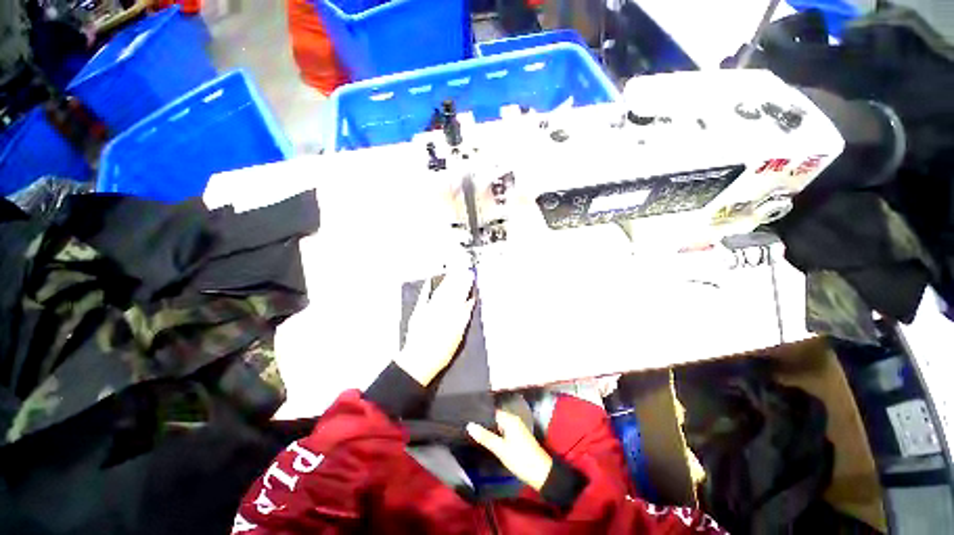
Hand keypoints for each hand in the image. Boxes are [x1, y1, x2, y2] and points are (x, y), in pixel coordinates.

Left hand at [396, 268, 474, 386]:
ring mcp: (428, 309)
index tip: (471, 276)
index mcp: (452, 313)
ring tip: (452, 273)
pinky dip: (426, 289)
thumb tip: (470, 302)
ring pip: (440, 291)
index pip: (461, 295)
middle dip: (458, 280)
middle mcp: (441, 308)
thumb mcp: (458, 336)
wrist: (419, 361)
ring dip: (446, 282)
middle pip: (451, 291)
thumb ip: (464, 316)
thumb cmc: (441, 352)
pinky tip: (429, 281)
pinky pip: (423, 297)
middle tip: (464, 270)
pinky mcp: (418, 312)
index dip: (467, 285)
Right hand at [467, 410, 553, 491]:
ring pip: (500, 424)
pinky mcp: (518, 436)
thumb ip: (485, 437)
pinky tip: (488, 439)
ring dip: (490, 428)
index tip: (467, 416)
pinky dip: (496, 433)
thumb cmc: (520, 458)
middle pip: (496, 417)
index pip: (492, 411)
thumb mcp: (500, 449)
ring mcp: (517, 428)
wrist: (541, 473)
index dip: (481, 414)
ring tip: (475, 431)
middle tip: (468, 425)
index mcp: (509, 419)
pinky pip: (504, 430)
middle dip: (484, 421)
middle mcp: (513, 420)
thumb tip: (469, 425)